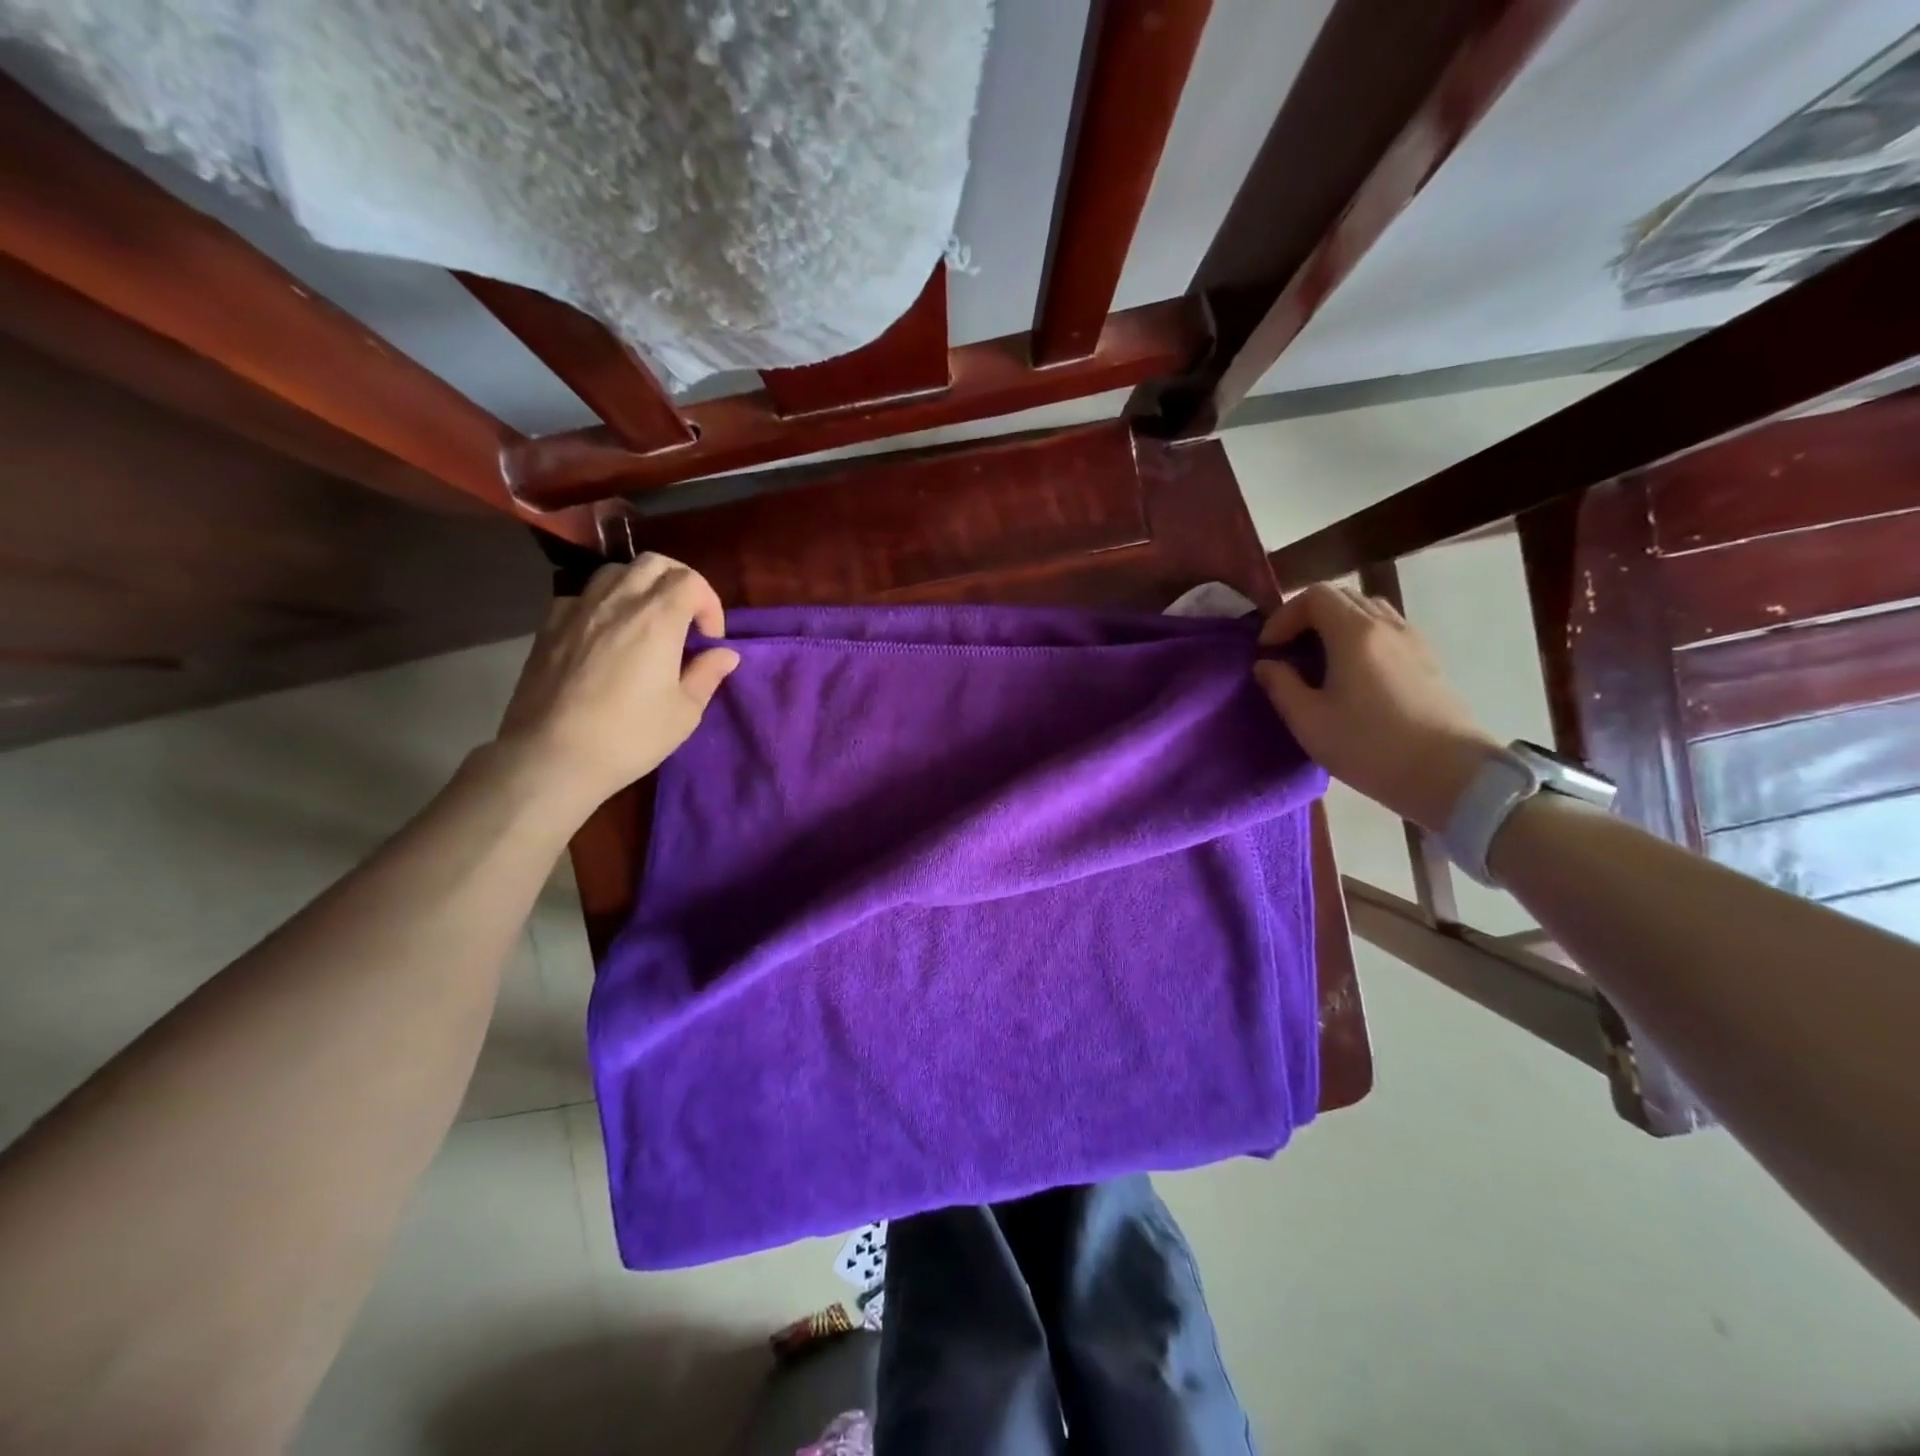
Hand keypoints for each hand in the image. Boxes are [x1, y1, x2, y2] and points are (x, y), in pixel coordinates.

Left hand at [493, 555, 739, 815]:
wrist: (552, 756)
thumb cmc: (629, 737)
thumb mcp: (684, 713)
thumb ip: (707, 674)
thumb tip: (724, 654)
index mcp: (657, 619)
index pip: (690, 581)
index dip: (709, 603)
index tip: (710, 639)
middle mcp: (617, 602)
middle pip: (654, 563)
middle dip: (679, 582)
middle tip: (686, 618)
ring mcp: (578, 609)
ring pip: (615, 571)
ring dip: (640, 586)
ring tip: (647, 620)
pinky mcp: (549, 625)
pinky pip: (582, 595)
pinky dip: (603, 602)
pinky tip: (606, 633)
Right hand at [1253, 583, 1499, 832]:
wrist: (1449, 774)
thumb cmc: (1370, 746)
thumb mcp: (1309, 721)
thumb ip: (1281, 685)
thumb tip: (1267, 664)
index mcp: (1355, 633)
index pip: (1314, 596)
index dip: (1284, 616)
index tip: (1268, 649)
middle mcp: (1386, 625)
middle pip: (1342, 597)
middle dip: (1306, 617)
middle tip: (1288, 650)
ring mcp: (1413, 641)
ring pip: (1368, 611)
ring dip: (1335, 625)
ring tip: (1318, 660)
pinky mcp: (1427, 660)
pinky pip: (1387, 630)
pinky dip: (1360, 637)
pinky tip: (1352, 674)